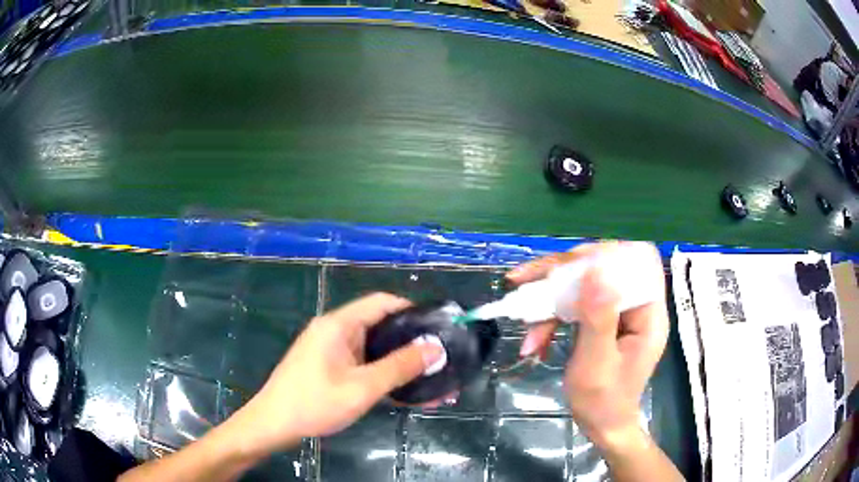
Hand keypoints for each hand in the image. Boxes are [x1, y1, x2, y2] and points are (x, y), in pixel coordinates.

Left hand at [225, 292, 444, 457]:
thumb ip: (399, 367)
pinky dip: (383, 375)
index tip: (439, 328)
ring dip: (400, 363)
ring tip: (430, 379)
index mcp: (339, 325)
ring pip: (374, 349)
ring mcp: (331, 351)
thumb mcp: (362, 388)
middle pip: (380, 326)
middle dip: (411, 343)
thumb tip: (435, 348)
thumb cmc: (314, 403)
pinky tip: (404, 392)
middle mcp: (335, 331)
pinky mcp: (330, 368)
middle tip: (440, 358)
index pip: (382, 303)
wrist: (273, 425)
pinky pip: (363, 365)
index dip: (412, 311)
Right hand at [507, 242, 668, 446]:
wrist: (601, 426)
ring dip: (550, 303)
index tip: (569, 264)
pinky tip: (534, 340)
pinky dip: (552, 318)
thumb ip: (598, 317)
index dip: (605, 253)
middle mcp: (635, 305)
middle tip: (524, 282)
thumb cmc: (603, 401)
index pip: (635, 261)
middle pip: (602, 268)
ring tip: (525, 327)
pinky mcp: (602, 321)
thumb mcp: (597, 363)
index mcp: (648, 312)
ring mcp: (618, 312)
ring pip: (583, 286)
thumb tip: (596, 269)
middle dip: (561, 277)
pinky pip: (576, 306)